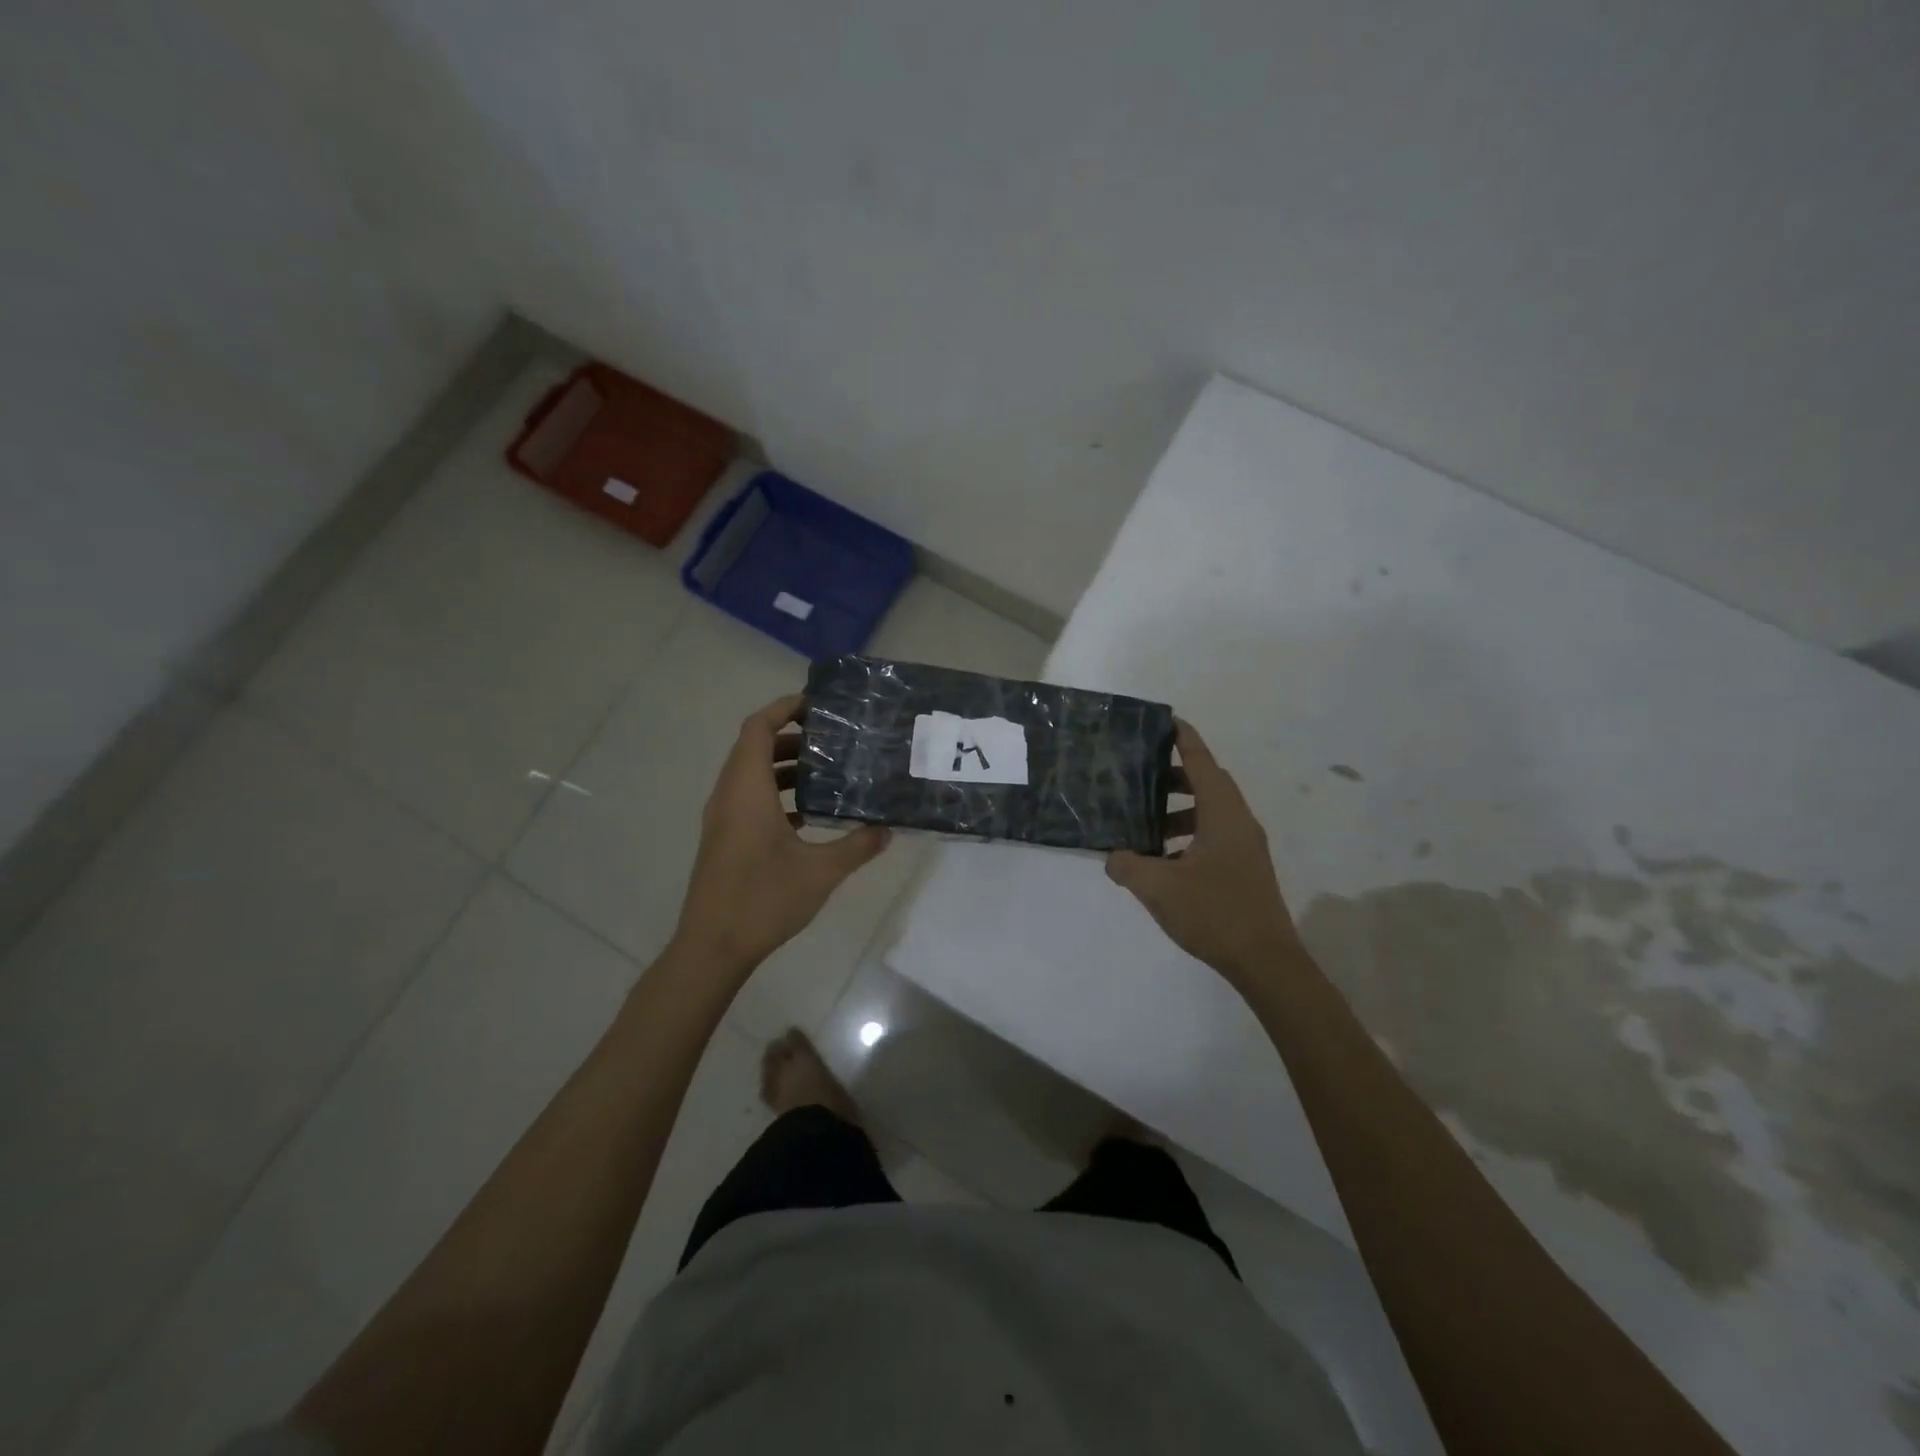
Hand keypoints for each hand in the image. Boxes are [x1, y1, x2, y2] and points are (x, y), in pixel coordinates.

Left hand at [673, 694, 890, 972]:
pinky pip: (748, 798)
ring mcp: (722, 818)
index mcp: (747, 790)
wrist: (712, 948)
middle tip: (832, 738)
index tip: (817, 705)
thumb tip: (888, 829)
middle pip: (753, 747)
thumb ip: (857, 846)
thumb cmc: (763, 900)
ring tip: (826, 770)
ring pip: (750, 774)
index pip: (757, 728)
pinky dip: (775, 792)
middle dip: (791, 735)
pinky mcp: (724, 839)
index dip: (783, 708)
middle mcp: (729, 795)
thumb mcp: (820, 872)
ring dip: (783, 765)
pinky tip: (808, 813)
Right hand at [1105, 720, 1300, 986]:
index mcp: (1223, 814)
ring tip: (1145, 825)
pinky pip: (1214, 836)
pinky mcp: (1245, 869)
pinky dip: (1189, 835)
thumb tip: (1112, 857)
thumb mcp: (1159, 888)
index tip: (1165, 720)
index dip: (1183, 739)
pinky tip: (1164, 861)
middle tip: (1140, 776)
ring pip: (1211, 812)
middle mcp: (1239, 822)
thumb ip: (1128, 866)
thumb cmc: (1214, 913)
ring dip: (1180, 811)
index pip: (1201, 762)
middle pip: (1208, 783)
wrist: (1265, 961)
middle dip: (1175, 776)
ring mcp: (1246, 847)